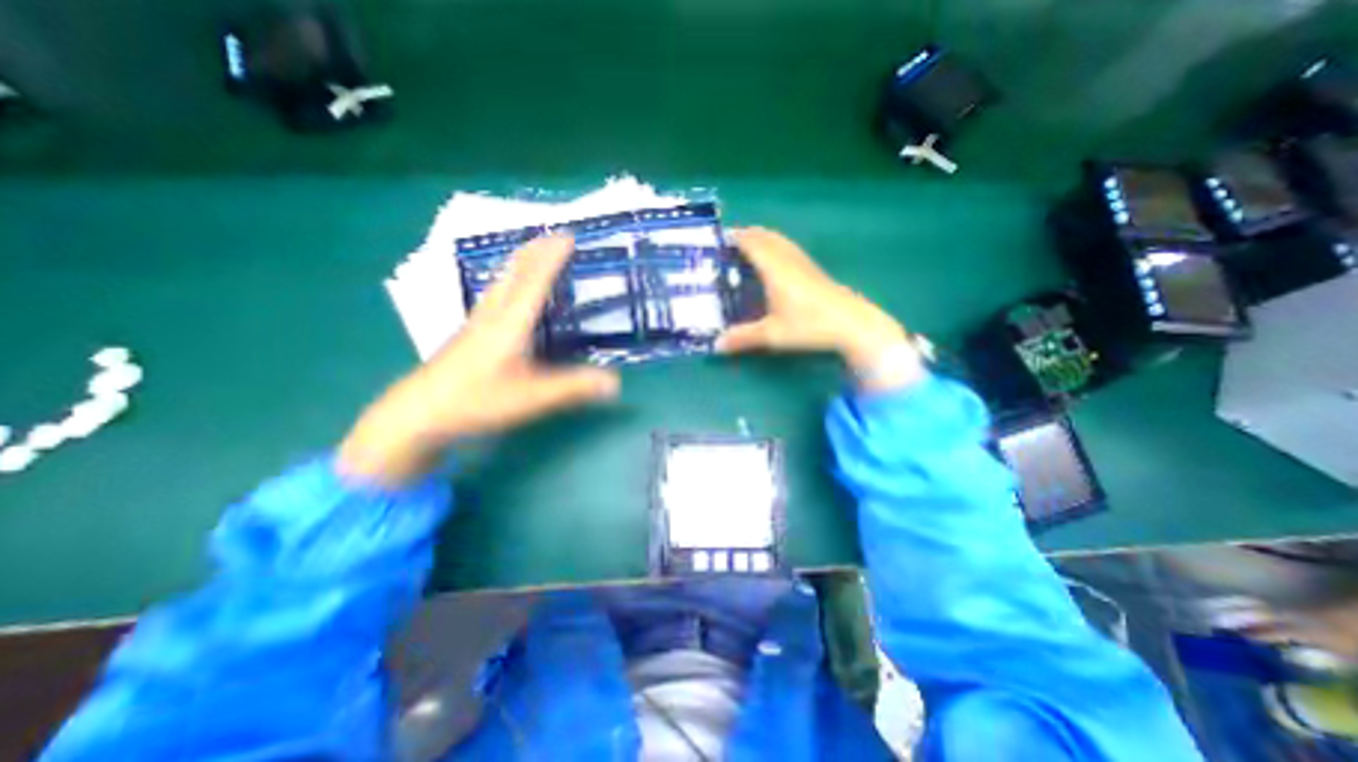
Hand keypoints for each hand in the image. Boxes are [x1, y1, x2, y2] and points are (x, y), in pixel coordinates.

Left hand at [339, 238, 619, 484]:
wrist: (419, 413)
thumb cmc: (476, 400)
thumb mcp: (531, 398)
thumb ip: (573, 388)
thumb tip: (615, 382)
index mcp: (511, 323)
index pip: (535, 281)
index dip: (552, 258)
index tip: (568, 236)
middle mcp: (493, 314)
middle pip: (514, 272)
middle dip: (536, 250)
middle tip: (555, 235)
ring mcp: (477, 322)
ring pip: (501, 281)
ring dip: (521, 261)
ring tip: (536, 251)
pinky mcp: (469, 333)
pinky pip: (495, 294)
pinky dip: (509, 279)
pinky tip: (508, 289)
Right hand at [716, 230, 915, 388]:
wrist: (853, 324)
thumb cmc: (809, 326)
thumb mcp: (772, 335)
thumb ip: (743, 338)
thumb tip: (716, 345)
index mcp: (775, 269)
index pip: (753, 244)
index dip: (737, 238)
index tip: (722, 237)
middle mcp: (789, 260)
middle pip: (767, 237)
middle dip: (749, 235)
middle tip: (732, 241)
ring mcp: (805, 264)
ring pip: (781, 241)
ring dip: (764, 238)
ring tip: (751, 246)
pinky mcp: (815, 271)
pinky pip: (790, 249)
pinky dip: (777, 246)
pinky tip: (778, 261)